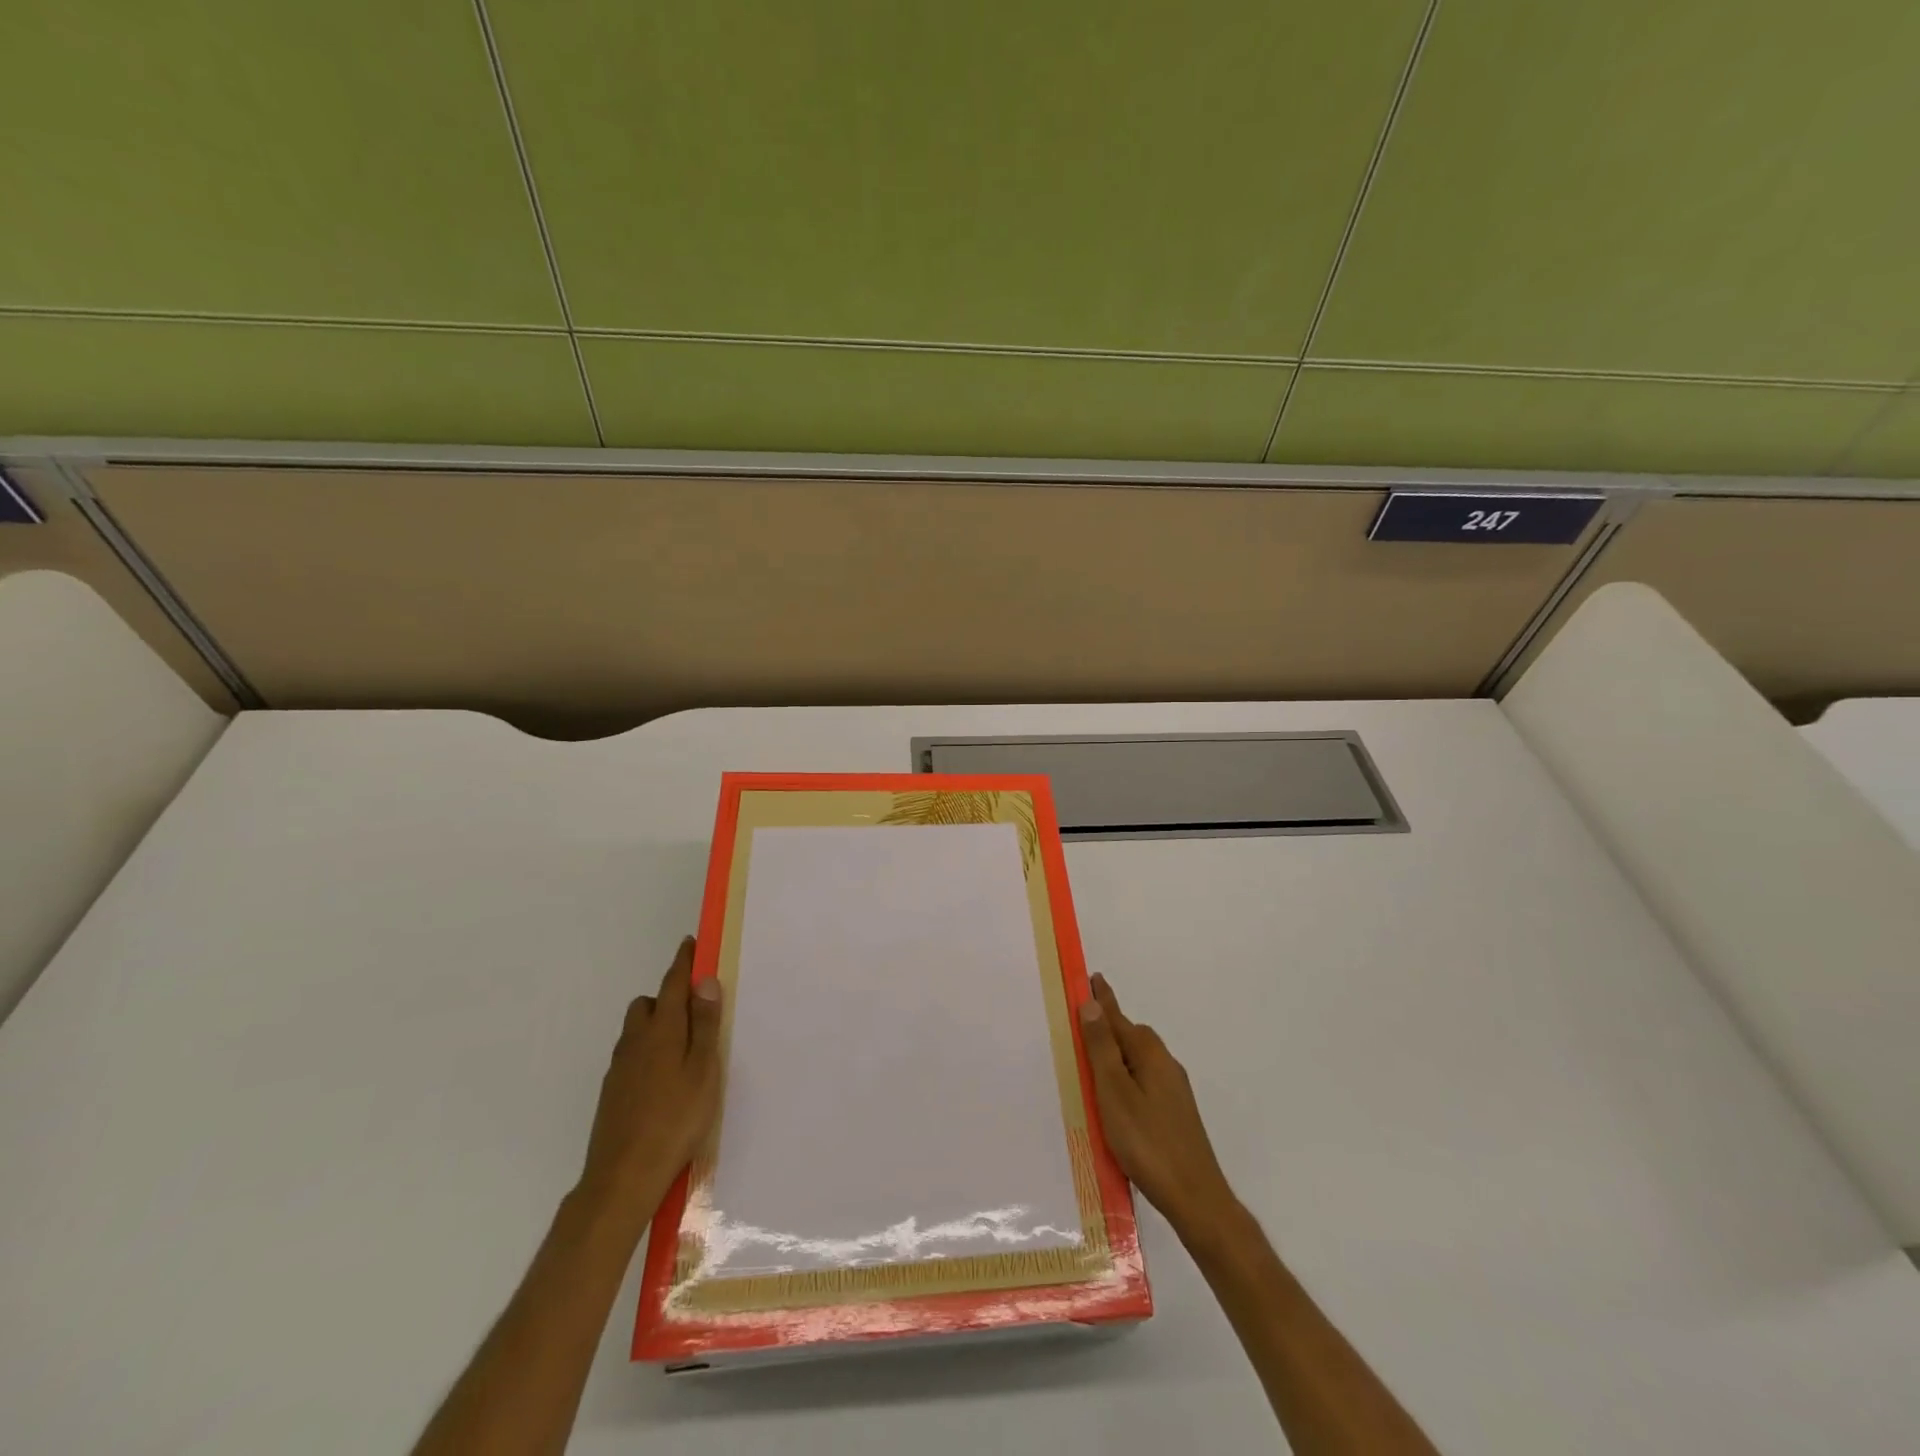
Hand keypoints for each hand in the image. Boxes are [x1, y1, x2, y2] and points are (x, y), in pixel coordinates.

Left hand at [577, 937, 723, 1218]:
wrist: (622, 1178)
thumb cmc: (675, 1120)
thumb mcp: (704, 1070)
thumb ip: (705, 1024)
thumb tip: (704, 980)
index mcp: (662, 1030)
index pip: (672, 984)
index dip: (683, 962)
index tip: (691, 944)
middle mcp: (635, 1042)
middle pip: (648, 1004)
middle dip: (668, 997)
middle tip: (695, 1012)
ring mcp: (619, 1068)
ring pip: (636, 1031)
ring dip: (656, 1025)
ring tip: (682, 1049)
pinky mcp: (611, 1093)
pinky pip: (631, 1056)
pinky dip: (647, 1052)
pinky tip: (663, 1080)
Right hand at [1079, 972, 1235, 1235]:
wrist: (1195, 1197)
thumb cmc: (1147, 1141)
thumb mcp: (1114, 1092)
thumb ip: (1102, 1048)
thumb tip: (1093, 1004)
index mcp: (1149, 1054)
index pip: (1118, 1017)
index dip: (1102, 999)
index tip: (1092, 976)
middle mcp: (1165, 1064)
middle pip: (1131, 1036)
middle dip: (1108, 1027)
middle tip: (1080, 1025)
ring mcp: (1173, 1090)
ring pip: (1137, 1061)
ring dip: (1115, 1056)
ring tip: (1091, 1064)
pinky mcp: (1175, 1113)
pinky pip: (1143, 1081)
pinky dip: (1125, 1078)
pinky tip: (1115, 1100)